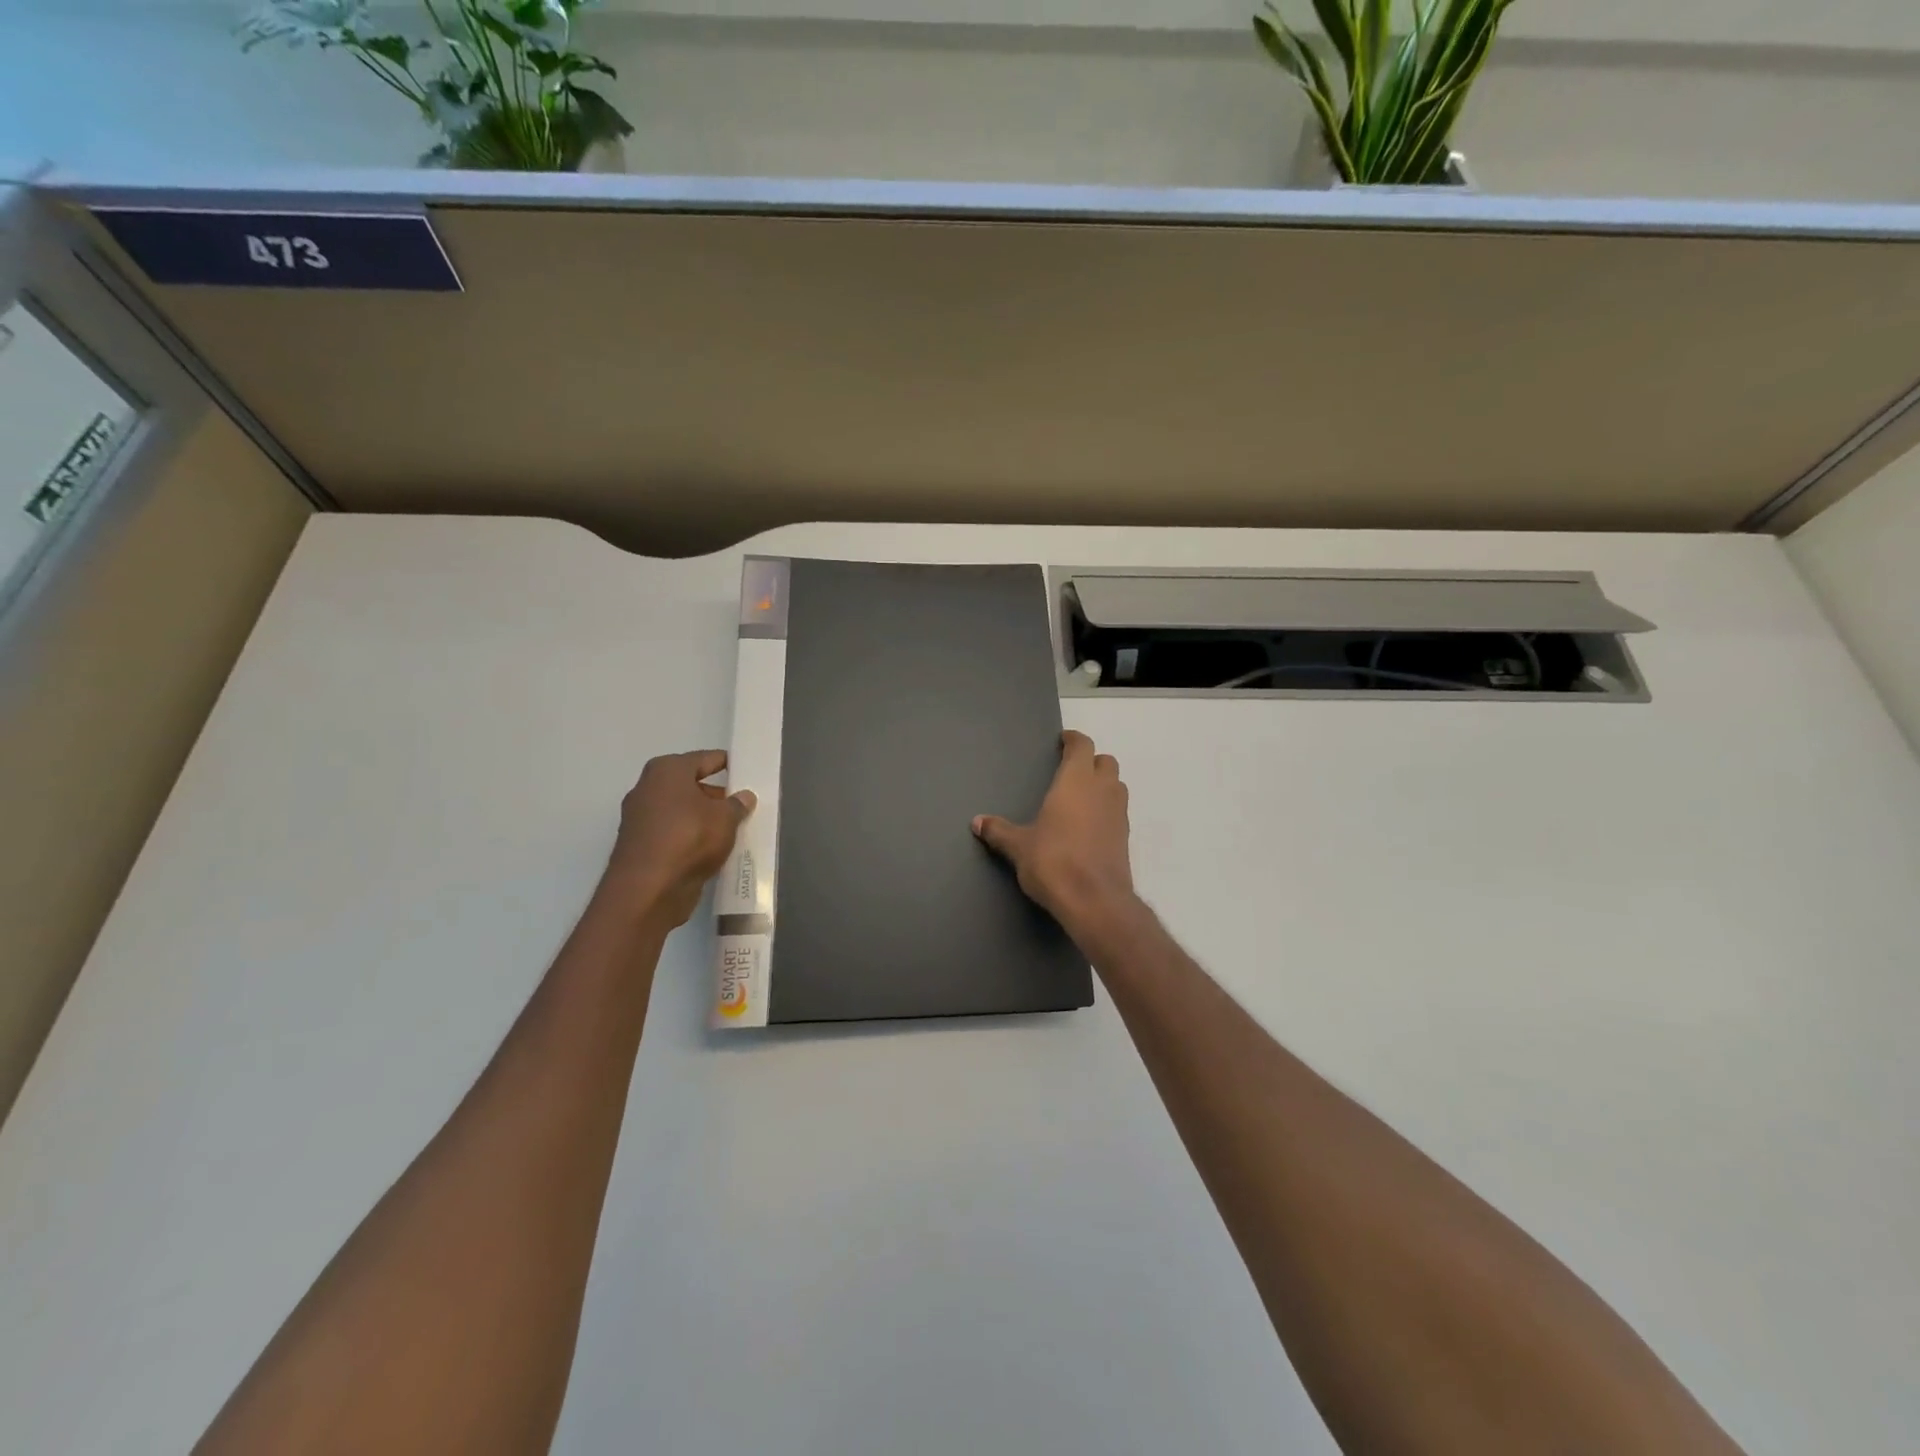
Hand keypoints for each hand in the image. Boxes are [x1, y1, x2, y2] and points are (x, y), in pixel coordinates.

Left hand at [602, 750, 754, 927]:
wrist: (648, 889)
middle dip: (714, 794)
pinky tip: (711, 848)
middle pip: (688, 785)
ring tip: (731, 828)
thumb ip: (737, 805)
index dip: (726, 763)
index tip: (744, 769)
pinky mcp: (640, 846)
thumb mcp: (725, 818)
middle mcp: (647, 789)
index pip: (703, 759)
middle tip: (741, 803)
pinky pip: (673, 833)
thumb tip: (744, 796)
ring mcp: (639, 818)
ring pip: (680, 811)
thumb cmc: (689, 838)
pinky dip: (690, 837)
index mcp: (666, 771)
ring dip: (702, 818)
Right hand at [973, 730, 1137, 942]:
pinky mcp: (1125, 838)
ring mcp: (1119, 814)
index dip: (1073, 740)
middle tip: (1071, 770)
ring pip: (1116, 786)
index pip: (1082, 746)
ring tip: (1081, 797)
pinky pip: (1118, 812)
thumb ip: (999, 831)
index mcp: (1076, 781)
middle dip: (1091, 761)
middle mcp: (1102, 790)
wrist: (1095, 901)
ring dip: (1103, 784)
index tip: (1063, 741)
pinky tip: (1088, 826)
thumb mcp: (1019, 846)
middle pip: (1106, 762)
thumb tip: (977, 822)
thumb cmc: (1053, 862)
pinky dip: (1106, 810)